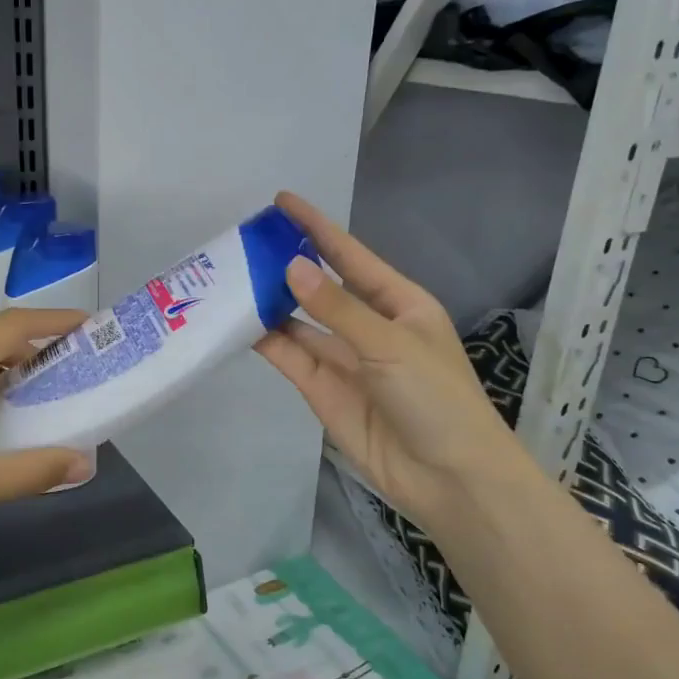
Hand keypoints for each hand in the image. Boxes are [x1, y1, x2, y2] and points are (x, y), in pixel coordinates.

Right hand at [258, 192, 519, 536]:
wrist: (448, 477)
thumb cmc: (436, 397)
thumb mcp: (390, 343)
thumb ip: (336, 308)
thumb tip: (291, 266)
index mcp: (399, 303)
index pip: (351, 256)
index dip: (318, 228)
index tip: (282, 201)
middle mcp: (368, 326)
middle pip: (320, 286)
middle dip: (287, 263)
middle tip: (243, 241)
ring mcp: (343, 359)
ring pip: (299, 321)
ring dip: (270, 301)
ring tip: (230, 277)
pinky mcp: (322, 390)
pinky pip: (290, 356)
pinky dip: (267, 339)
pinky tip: (238, 320)